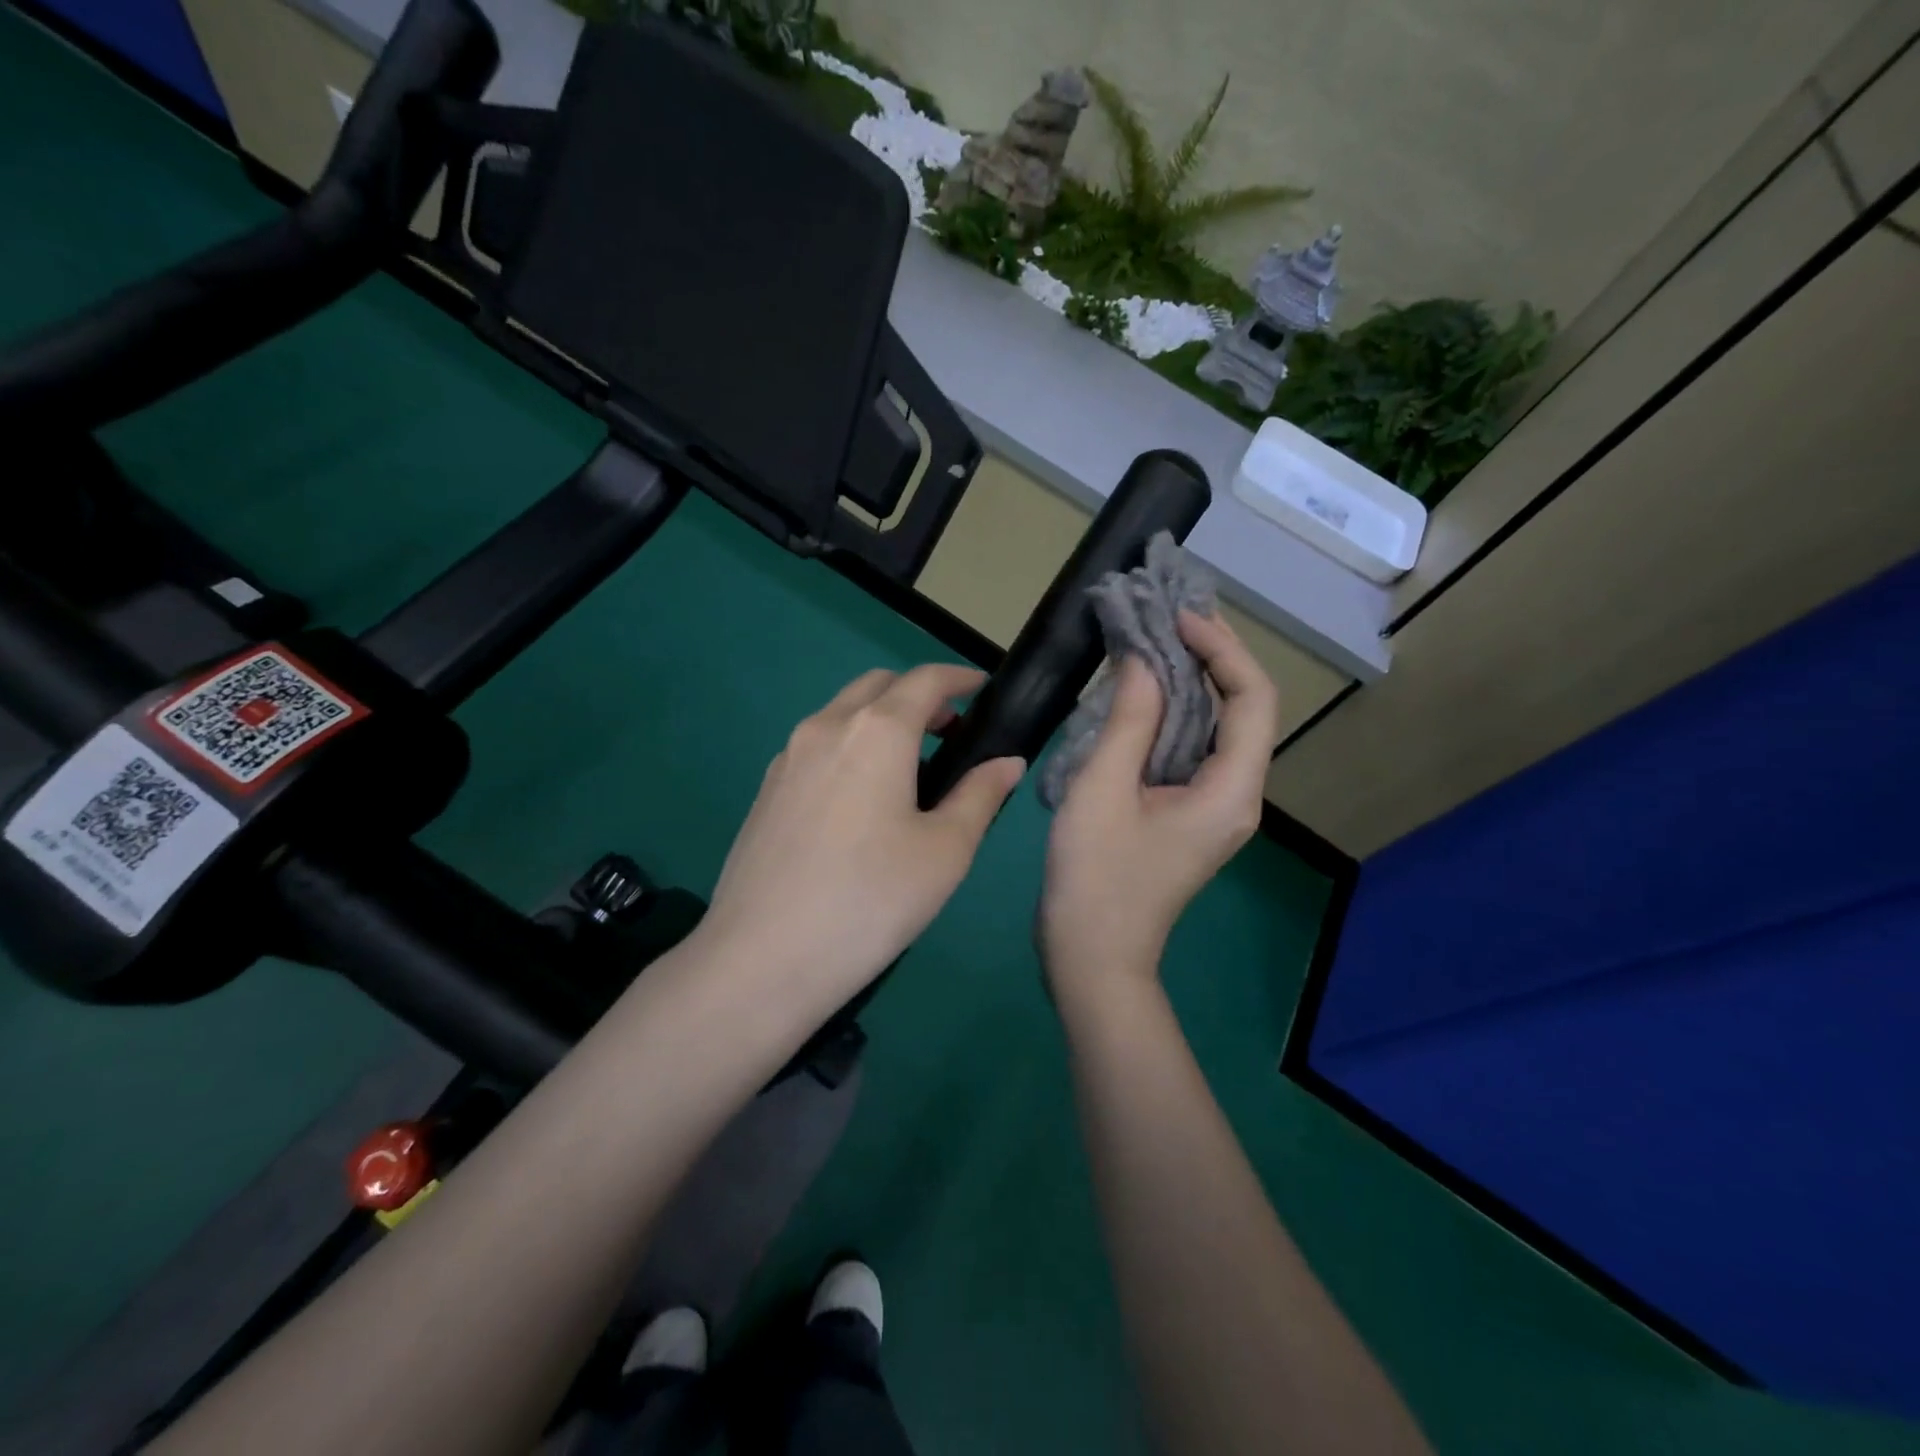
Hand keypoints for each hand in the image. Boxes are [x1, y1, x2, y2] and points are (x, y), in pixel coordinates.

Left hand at [697, 664, 1023, 1017]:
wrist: (762, 958)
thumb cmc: (871, 900)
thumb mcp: (945, 851)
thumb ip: (980, 795)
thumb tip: (1006, 762)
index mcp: (877, 732)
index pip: (925, 680)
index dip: (959, 677)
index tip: (983, 689)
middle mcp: (826, 727)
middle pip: (878, 685)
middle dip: (918, 694)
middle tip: (949, 732)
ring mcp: (788, 757)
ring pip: (842, 712)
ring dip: (880, 719)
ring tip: (908, 768)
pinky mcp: (766, 789)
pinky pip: (816, 745)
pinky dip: (849, 745)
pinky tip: (860, 799)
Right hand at [1041, 611, 1280, 1004]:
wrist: (1092, 956)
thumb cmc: (1095, 878)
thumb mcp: (1103, 790)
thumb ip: (1128, 720)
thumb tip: (1142, 661)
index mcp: (1231, 790)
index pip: (1253, 698)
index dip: (1222, 649)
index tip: (1178, 618)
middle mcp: (1237, 794)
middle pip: (1243, 708)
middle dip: (1211, 656)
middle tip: (1166, 616)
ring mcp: (1215, 807)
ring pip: (1218, 727)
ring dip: (1191, 682)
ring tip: (1153, 640)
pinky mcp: (1188, 813)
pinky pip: (1192, 749)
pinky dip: (1173, 713)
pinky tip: (1139, 694)